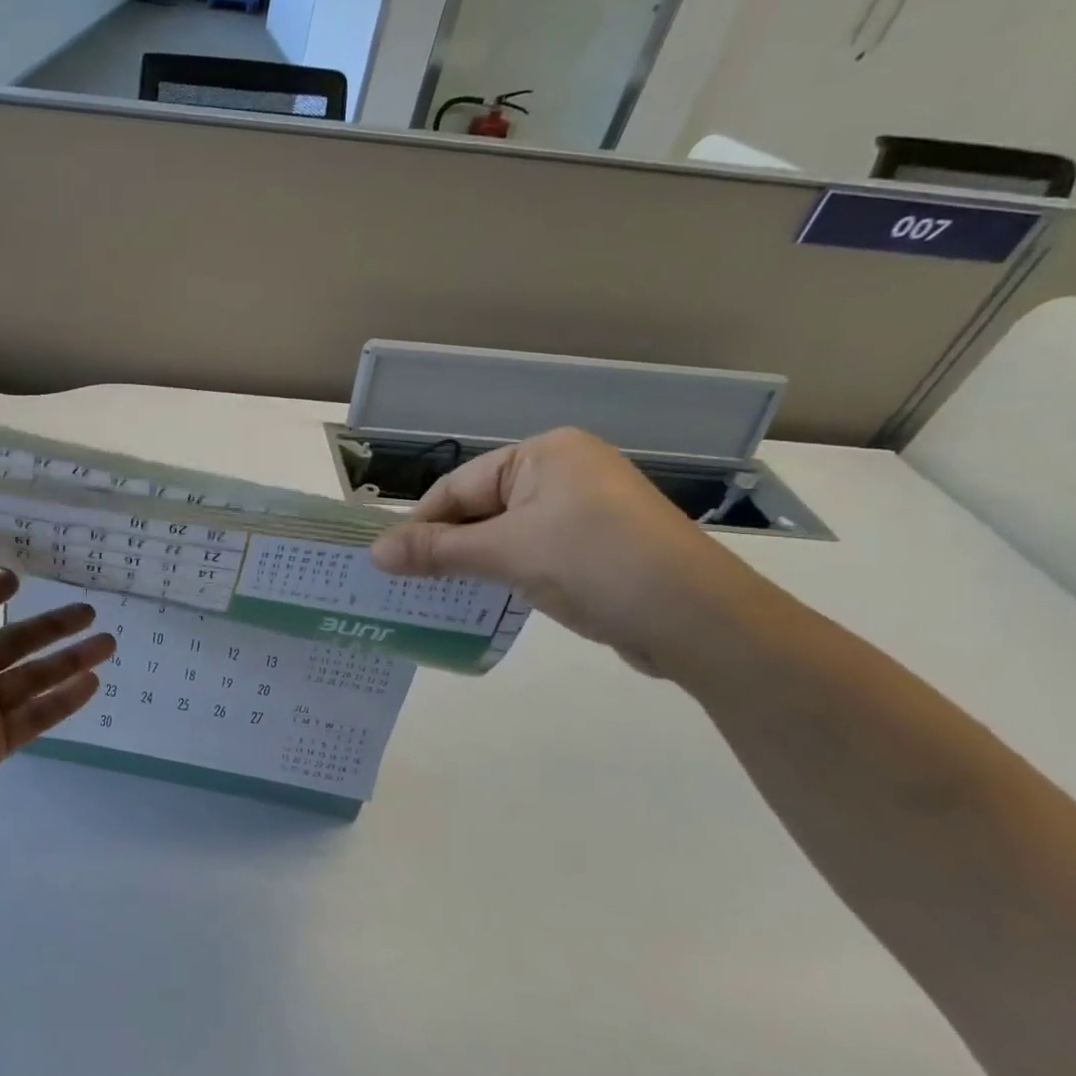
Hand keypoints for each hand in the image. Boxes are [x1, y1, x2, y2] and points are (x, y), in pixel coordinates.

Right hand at [369, 428, 764, 677]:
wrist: (702, 621)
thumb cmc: (595, 564)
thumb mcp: (505, 553)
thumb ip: (436, 550)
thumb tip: (374, 552)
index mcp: (544, 454)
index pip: (459, 486)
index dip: (421, 524)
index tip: (388, 563)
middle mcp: (565, 473)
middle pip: (481, 508)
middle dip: (445, 546)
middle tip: (407, 584)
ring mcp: (585, 511)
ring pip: (506, 534)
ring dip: (472, 564)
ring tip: (438, 596)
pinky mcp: (599, 548)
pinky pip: (534, 554)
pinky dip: (506, 574)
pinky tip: (486, 600)